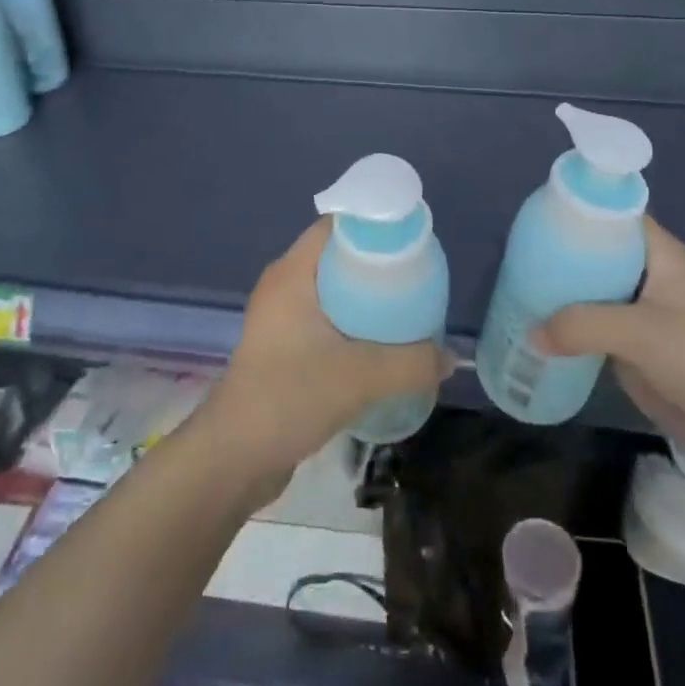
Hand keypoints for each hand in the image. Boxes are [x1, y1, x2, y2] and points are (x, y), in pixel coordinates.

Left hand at [204, 219, 448, 484]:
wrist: (234, 458)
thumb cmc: (289, 397)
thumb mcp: (360, 378)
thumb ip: (411, 364)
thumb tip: (450, 358)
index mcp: (291, 273)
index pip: (334, 226)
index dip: (372, 227)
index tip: (410, 241)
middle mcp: (283, 286)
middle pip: (336, 257)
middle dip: (376, 265)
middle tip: (416, 279)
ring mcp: (279, 318)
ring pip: (331, 291)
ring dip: (365, 298)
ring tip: (405, 310)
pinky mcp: (282, 347)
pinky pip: (324, 319)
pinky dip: (351, 323)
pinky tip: (379, 345)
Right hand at [539, 216, 684, 490]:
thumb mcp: (641, 332)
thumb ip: (583, 325)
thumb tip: (531, 333)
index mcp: (660, 255)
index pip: (614, 215)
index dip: (578, 210)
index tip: (536, 214)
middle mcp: (648, 278)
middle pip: (597, 255)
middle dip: (559, 255)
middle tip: (516, 257)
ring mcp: (641, 317)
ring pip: (592, 294)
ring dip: (560, 296)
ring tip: (514, 290)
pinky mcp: (636, 353)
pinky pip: (594, 332)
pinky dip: (568, 331)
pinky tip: (536, 332)